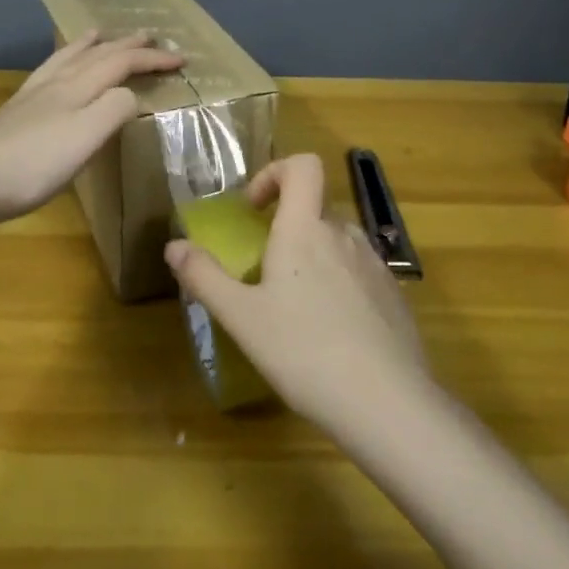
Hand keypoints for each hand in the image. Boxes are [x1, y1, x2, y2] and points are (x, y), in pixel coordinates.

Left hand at [0, 31, 183, 226]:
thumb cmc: (36, 163)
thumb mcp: (87, 137)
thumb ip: (115, 109)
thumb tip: (131, 94)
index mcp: (78, 87)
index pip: (122, 63)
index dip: (153, 58)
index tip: (182, 59)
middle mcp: (57, 82)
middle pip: (97, 55)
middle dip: (126, 44)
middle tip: (148, 34)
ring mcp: (33, 95)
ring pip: (68, 58)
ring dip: (90, 45)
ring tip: (99, 33)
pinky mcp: (17, 111)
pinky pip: (47, 72)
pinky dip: (61, 61)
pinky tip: (55, 70)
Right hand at [164, 153, 430, 432]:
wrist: (386, 402)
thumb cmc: (304, 352)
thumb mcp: (242, 318)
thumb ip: (205, 277)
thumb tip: (174, 246)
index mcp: (305, 229)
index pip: (302, 165)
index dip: (275, 172)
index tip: (255, 208)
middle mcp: (344, 234)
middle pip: (316, 207)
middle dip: (289, 226)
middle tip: (266, 269)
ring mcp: (375, 264)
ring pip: (338, 241)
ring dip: (314, 256)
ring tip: (297, 306)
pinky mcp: (394, 294)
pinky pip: (360, 271)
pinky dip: (341, 284)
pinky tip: (332, 331)